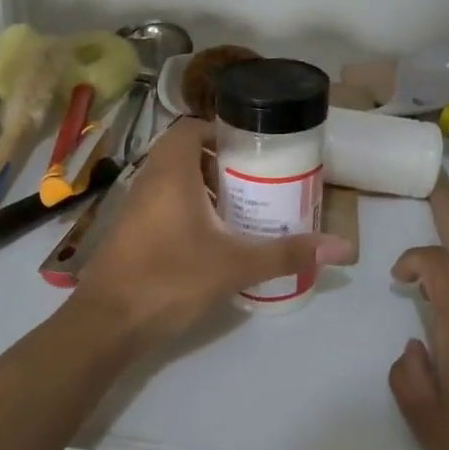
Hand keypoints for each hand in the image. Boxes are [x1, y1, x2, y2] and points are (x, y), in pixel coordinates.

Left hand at [77, 119, 351, 347]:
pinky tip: (212, 236)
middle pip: (184, 151)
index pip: (192, 127)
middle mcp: (148, 179)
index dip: (222, 130)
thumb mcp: (234, 265)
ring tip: (240, 204)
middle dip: (220, 160)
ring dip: (203, 184)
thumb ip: (286, 253)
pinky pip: (162, 201)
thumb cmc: (169, 279)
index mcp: (170, 172)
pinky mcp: (130, 230)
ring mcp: (135, 205)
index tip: (253, 148)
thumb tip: (341, 247)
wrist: (107, 322)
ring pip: (172, 178)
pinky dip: (187, 205)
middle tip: (255, 177)